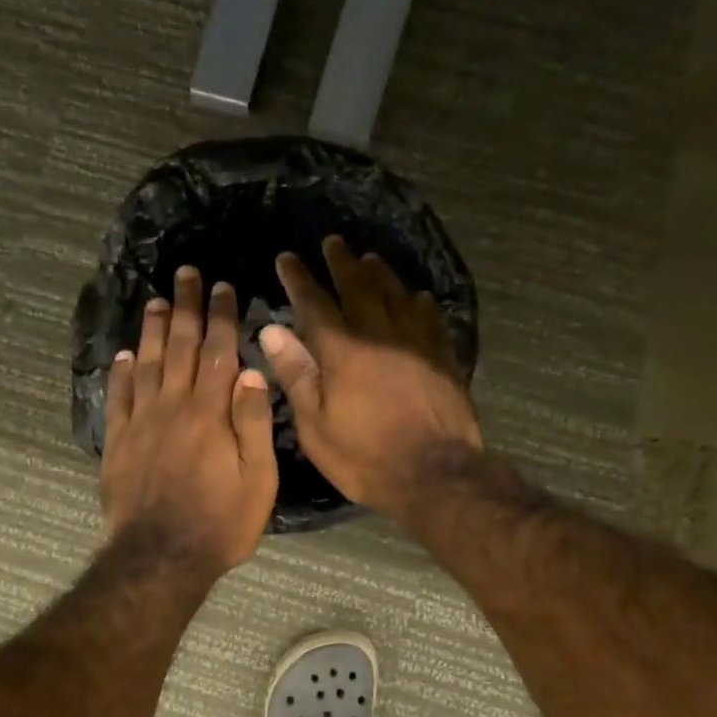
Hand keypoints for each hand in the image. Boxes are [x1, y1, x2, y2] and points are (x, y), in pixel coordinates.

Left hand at [102, 266, 278, 574]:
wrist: (161, 558)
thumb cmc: (221, 522)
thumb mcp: (258, 478)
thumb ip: (254, 422)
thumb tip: (251, 371)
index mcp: (210, 412)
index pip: (217, 351)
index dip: (221, 316)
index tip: (223, 286)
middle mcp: (173, 406)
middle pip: (179, 346)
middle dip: (185, 308)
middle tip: (185, 274)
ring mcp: (141, 423)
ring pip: (145, 364)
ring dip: (150, 330)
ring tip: (155, 301)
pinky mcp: (118, 443)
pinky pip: (118, 398)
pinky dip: (119, 373)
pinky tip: (122, 355)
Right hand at [260, 237, 481, 520]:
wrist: (436, 474)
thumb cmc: (365, 456)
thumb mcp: (315, 425)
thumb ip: (296, 374)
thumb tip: (272, 330)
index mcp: (343, 351)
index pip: (315, 303)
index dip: (299, 279)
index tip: (287, 258)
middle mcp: (380, 334)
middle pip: (360, 287)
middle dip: (342, 262)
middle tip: (333, 242)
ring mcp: (417, 343)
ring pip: (398, 294)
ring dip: (380, 273)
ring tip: (370, 259)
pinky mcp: (444, 357)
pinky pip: (431, 318)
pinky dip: (420, 302)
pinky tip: (418, 297)